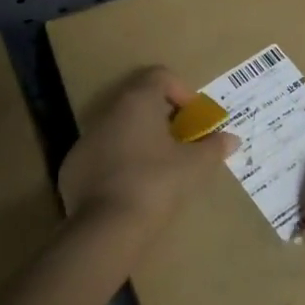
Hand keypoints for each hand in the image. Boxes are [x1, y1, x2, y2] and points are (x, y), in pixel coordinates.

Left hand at [59, 66, 238, 228]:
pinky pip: (102, 155)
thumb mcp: (195, 165)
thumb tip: (232, 139)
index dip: (182, 92)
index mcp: (137, 101)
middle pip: (139, 101)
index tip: (194, 119)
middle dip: (163, 119)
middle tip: (182, 143)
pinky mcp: (72, 167)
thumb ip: (214, 147)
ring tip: (159, 168)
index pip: (160, 76)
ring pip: (119, 128)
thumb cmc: (157, 183)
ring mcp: (86, 139)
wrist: (106, 228)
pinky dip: (119, 163)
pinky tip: (131, 189)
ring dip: (140, 140)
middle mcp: (108, 112)